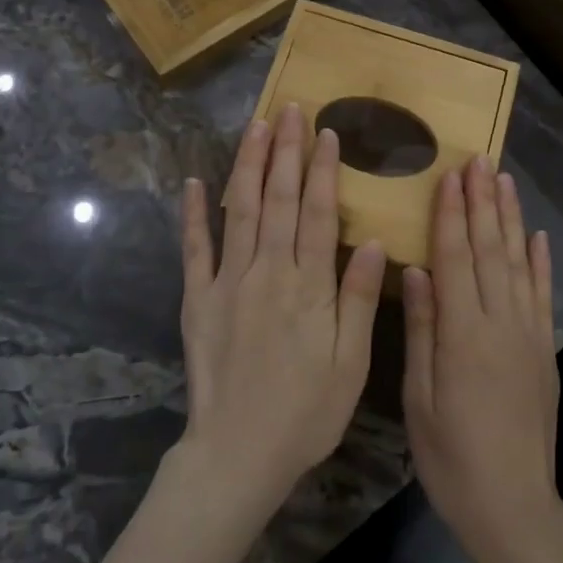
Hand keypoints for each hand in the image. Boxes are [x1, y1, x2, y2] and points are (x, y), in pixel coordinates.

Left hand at [176, 103, 385, 521]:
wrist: (238, 453)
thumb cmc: (306, 413)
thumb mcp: (351, 364)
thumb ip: (357, 299)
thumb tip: (370, 242)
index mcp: (309, 286)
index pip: (317, 213)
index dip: (322, 170)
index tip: (324, 133)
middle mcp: (268, 272)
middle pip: (278, 199)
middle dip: (285, 151)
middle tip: (289, 109)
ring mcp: (227, 283)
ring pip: (239, 211)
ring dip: (248, 165)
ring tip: (255, 127)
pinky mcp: (196, 300)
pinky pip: (194, 249)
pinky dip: (192, 214)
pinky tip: (193, 182)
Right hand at [402, 156, 560, 562]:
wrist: (515, 507)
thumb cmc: (452, 458)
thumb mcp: (420, 400)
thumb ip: (422, 331)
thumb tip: (416, 270)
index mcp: (463, 335)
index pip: (456, 259)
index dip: (452, 215)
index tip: (450, 176)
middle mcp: (500, 324)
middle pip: (491, 251)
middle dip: (483, 202)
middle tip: (479, 160)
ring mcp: (528, 336)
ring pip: (519, 264)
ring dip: (511, 219)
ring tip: (504, 182)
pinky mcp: (545, 352)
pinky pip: (542, 296)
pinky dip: (540, 262)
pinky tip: (536, 236)